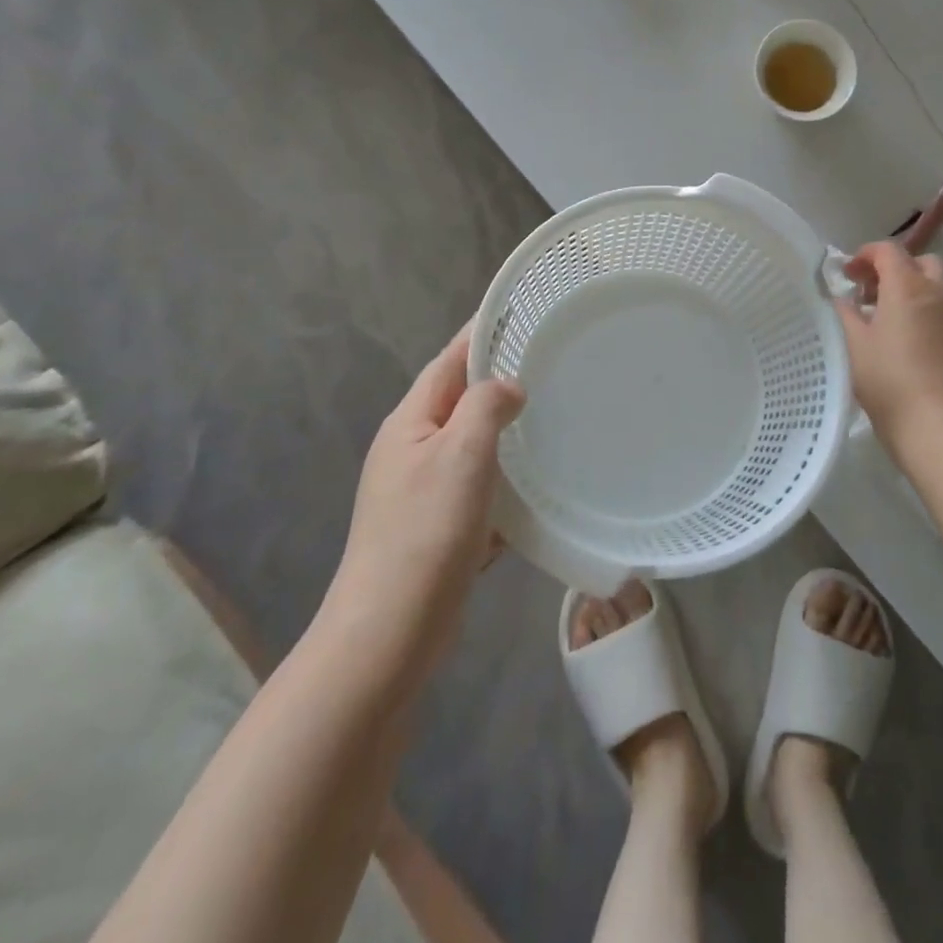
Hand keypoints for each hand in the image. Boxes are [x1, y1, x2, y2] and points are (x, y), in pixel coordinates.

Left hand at [329, 327, 525, 689]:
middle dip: (498, 382)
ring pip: (472, 447)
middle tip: (548, 365)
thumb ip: (485, 407)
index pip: (448, 361)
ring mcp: (422, 491)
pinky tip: (535, 490)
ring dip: (506, 434)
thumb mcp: (461, 454)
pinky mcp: (437, 528)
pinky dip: (504, 483)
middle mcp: (412, 450)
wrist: (390, 630)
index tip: (519, 312)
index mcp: (410, 423)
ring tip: (552, 420)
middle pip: (459, 401)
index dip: (480, 334)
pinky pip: (477, 489)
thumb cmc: (426, 531)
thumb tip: (508, 387)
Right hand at [837, 241, 942, 444]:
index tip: (848, 275)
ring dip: (916, 294)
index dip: (865, 255)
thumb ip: (845, 314)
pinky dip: (930, 320)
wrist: (940, 427)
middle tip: (873, 294)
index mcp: (908, 287)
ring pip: (940, 291)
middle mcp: (940, 295)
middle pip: (922, 263)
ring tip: (891, 322)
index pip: (888, 250)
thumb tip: (844, 300)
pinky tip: (914, 349)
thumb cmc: (888, 381)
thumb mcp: (853, 344)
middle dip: (897, 269)